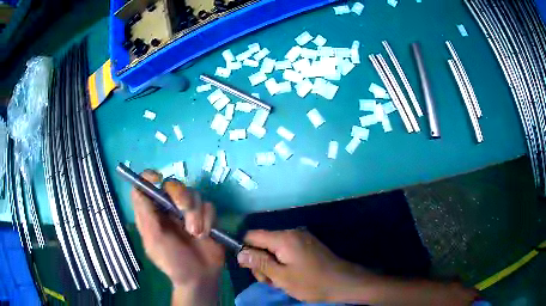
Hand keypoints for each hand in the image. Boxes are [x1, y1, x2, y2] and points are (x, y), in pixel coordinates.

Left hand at [132, 170, 223, 303]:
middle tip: (183, 211)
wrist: (200, 278)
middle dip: (181, 196)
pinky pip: (209, 206)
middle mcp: (169, 208)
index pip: (146, 185)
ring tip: (197, 234)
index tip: (158, 178)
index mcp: (153, 212)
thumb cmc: (172, 262)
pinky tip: (206, 235)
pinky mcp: (206, 217)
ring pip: (193, 193)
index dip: (149, 176)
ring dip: (196, 214)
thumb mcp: (153, 240)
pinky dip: (208, 219)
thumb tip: (140, 186)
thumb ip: (145, 213)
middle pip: (173, 184)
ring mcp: (189, 212)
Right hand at [236, 229, 365, 302]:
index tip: (249, 268)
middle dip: (261, 262)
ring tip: (281, 282)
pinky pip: (286, 251)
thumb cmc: (312, 282)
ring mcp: (301, 239)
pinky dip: (283, 263)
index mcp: (284, 238)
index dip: (245, 250)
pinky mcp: (308, 246)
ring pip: (274, 249)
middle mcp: (292, 233)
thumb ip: (259, 263)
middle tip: (270, 281)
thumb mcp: (281, 277)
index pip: (252, 236)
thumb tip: (240, 253)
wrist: (344, 283)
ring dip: (272, 265)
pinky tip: (290, 276)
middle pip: (263, 243)